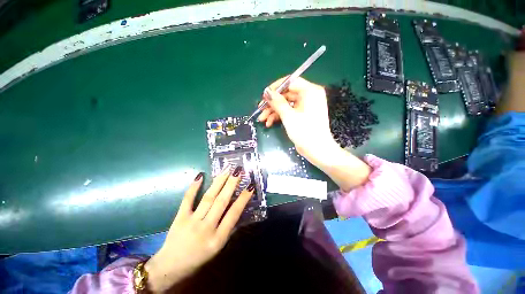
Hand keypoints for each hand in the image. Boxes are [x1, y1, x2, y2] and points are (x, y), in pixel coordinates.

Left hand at [144, 166, 253, 292]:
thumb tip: (238, 209)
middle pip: (221, 202)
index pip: (234, 214)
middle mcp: (206, 228)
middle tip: (238, 171)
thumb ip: (228, 229)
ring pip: (208, 198)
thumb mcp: (218, 248)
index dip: (243, 199)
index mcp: (218, 239)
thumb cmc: (198, 258)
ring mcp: (192, 222)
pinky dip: (194, 187)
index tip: (250, 186)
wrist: (170, 267)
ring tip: (226, 170)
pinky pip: (187, 200)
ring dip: (218, 182)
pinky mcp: (180, 218)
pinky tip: (200, 176)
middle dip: (231, 184)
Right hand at [258, 77, 370, 190]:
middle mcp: (308, 96)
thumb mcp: (289, 116)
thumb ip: (277, 102)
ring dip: (273, 111)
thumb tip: (267, 91)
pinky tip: (269, 123)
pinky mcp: (302, 115)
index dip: (276, 88)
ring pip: (285, 104)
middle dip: (272, 103)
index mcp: (310, 91)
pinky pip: (288, 111)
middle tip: (260, 110)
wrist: (316, 150)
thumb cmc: (305, 132)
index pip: (290, 82)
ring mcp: (305, 106)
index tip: (264, 95)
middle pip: (286, 94)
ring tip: (262, 119)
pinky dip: (279, 116)